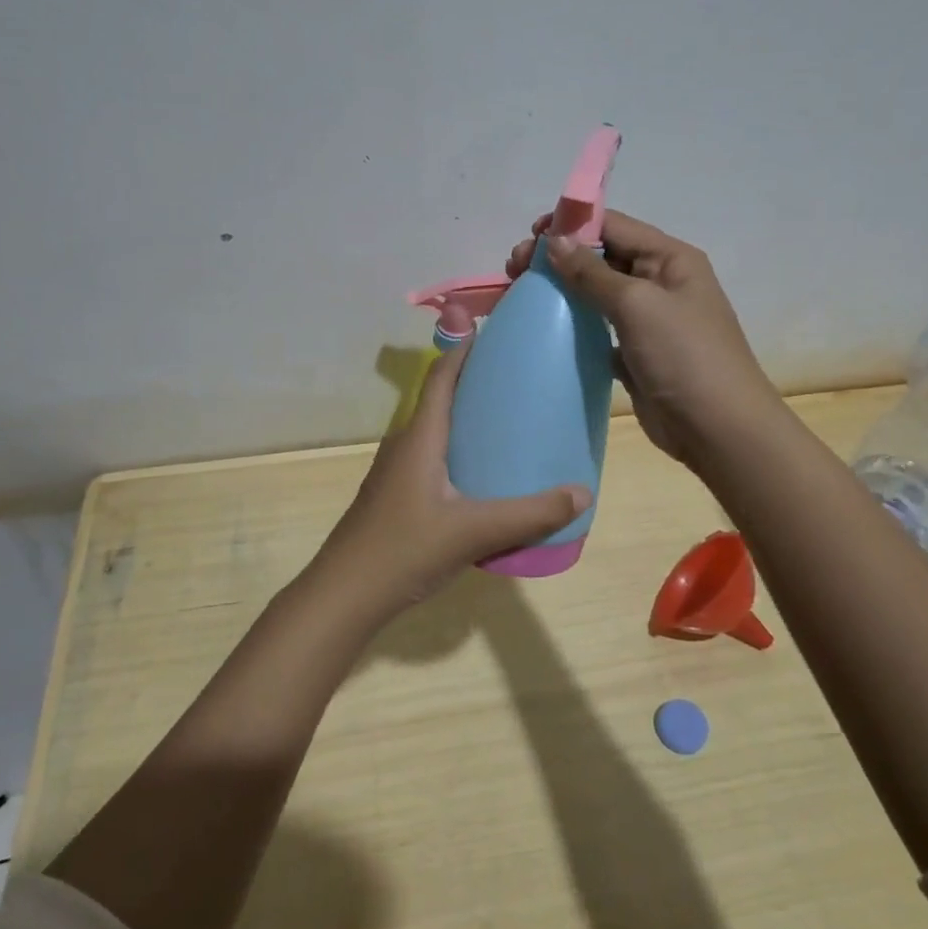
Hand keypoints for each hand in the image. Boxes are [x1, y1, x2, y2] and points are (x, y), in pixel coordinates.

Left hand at [313, 332, 590, 611]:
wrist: (345, 595)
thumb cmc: (405, 549)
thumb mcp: (474, 531)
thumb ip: (530, 514)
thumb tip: (582, 493)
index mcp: (420, 437)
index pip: (441, 377)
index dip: (465, 350)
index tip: (495, 333)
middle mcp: (405, 446)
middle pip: (441, 401)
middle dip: (476, 386)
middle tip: (519, 383)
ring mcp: (396, 473)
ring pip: (436, 434)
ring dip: (467, 423)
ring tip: (509, 426)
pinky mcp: (396, 497)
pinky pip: (432, 460)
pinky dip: (459, 454)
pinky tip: (482, 478)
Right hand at [508, 209, 773, 468]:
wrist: (717, 428)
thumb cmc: (683, 355)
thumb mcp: (638, 304)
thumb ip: (593, 272)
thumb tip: (556, 240)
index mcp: (670, 259)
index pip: (615, 227)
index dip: (572, 225)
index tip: (530, 235)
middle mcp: (659, 282)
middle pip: (602, 257)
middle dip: (559, 257)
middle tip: (516, 268)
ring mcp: (647, 320)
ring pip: (596, 293)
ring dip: (562, 289)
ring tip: (522, 291)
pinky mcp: (634, 353)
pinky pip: (597, 328)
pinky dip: (572, 324)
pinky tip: (543, 327)